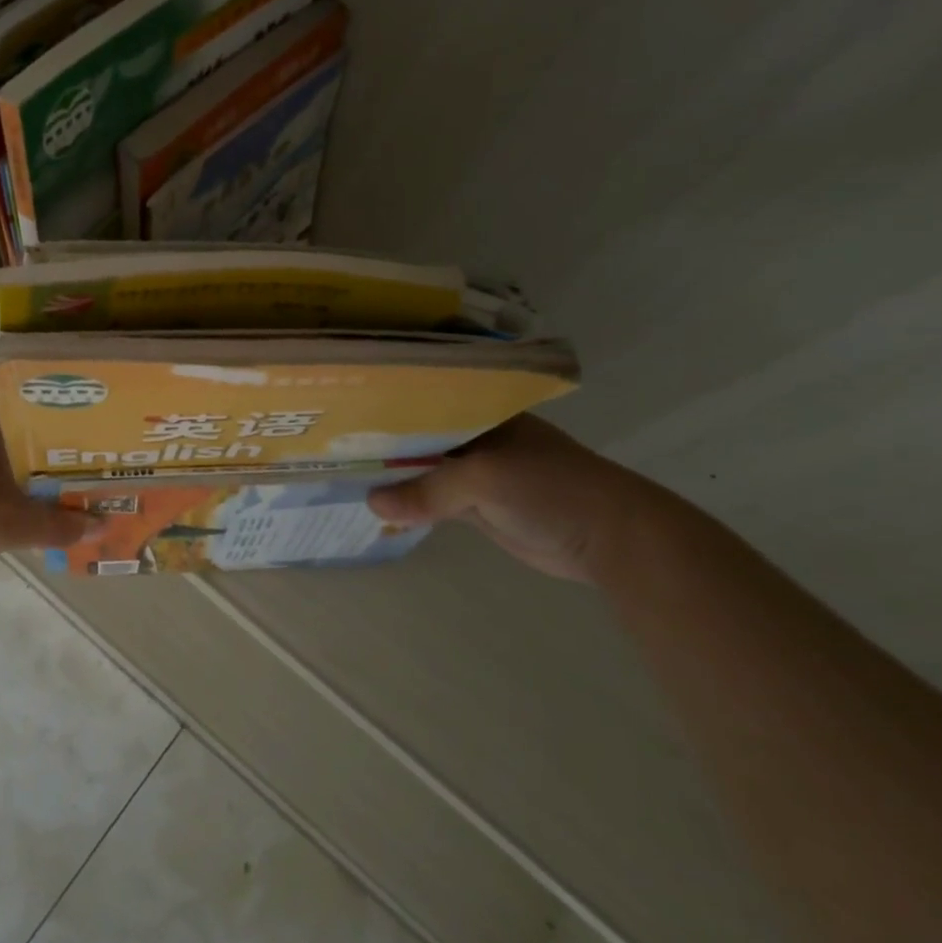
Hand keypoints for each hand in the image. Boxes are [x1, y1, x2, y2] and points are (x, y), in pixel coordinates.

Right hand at [366, 415, 645, 583]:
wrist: (611, 539)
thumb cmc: (551, 489)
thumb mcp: (486, 479)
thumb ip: (429, 490)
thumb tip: (372, 503)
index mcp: (480, 413)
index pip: (422, 403)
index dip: (385, 410)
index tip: (342, 415)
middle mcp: (474, 436)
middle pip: (418, 437)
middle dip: (381, 443)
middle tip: (330, 447)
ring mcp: (476, 471)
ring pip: (424, 469)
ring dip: (393, 475)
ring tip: (341, 473)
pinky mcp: (478, 505)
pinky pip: (434, 499)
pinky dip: (410, 503)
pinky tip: (378, 504)